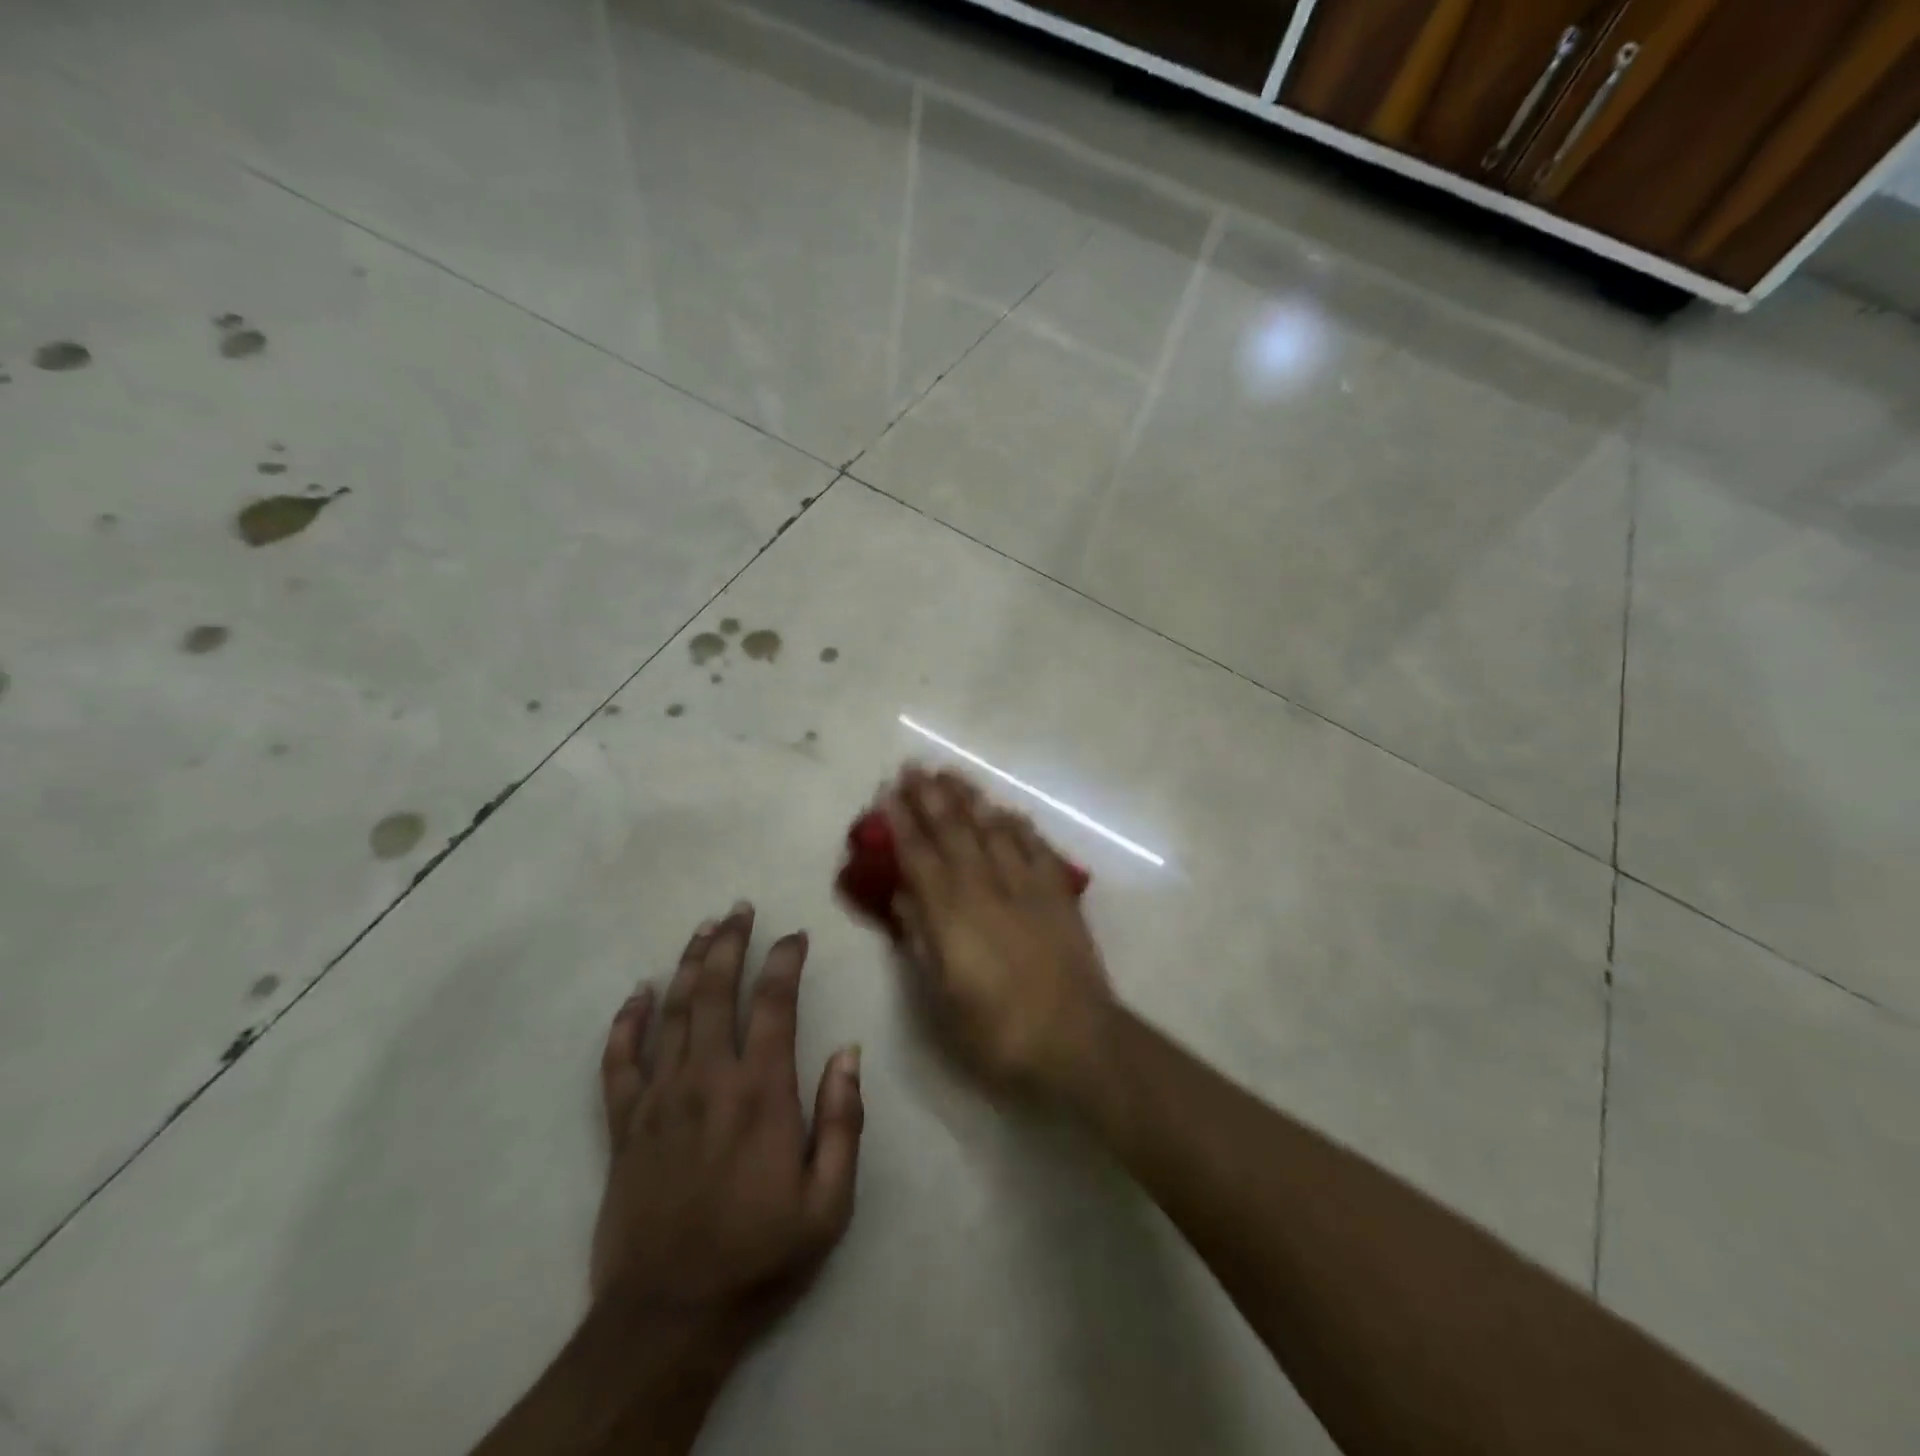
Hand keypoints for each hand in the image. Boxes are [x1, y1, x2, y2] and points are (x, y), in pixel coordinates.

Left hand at [592, 903, 863, 1368]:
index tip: (795, 935)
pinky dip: (626, 1022)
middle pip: (716, 991)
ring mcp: (659, 1098)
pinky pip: (618, 1061)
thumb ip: (843, 1121)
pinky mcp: (624, 1125)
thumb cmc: (759, 1255)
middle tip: (739, 909)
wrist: (669, 1318)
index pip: (774, 1004)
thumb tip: (849, 1052)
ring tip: (703, 929)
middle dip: (730, 943)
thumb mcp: (829, 1203)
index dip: (784, 961)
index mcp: (761, 1092)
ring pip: (672, 1012)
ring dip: (689, 964)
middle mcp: (708, 1079)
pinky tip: (637, 993)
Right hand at [884, 768, 1111, 1091]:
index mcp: (951, 912)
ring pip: (992, 828)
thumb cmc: (997, 1030)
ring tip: (952, 774)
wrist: (1075, 1038)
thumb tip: (902, 896)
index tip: (888, 793)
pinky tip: (1008, 811)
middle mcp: (985, 886)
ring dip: (971, 799)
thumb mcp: (942, 997)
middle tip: (915, 767)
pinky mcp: (1057, 892)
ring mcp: (1025, 885)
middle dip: (931, 796)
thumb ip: (920, 939)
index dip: (902, 823)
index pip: (919, 856)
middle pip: (954, 830)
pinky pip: (1035, 845)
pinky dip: (1018, 825)